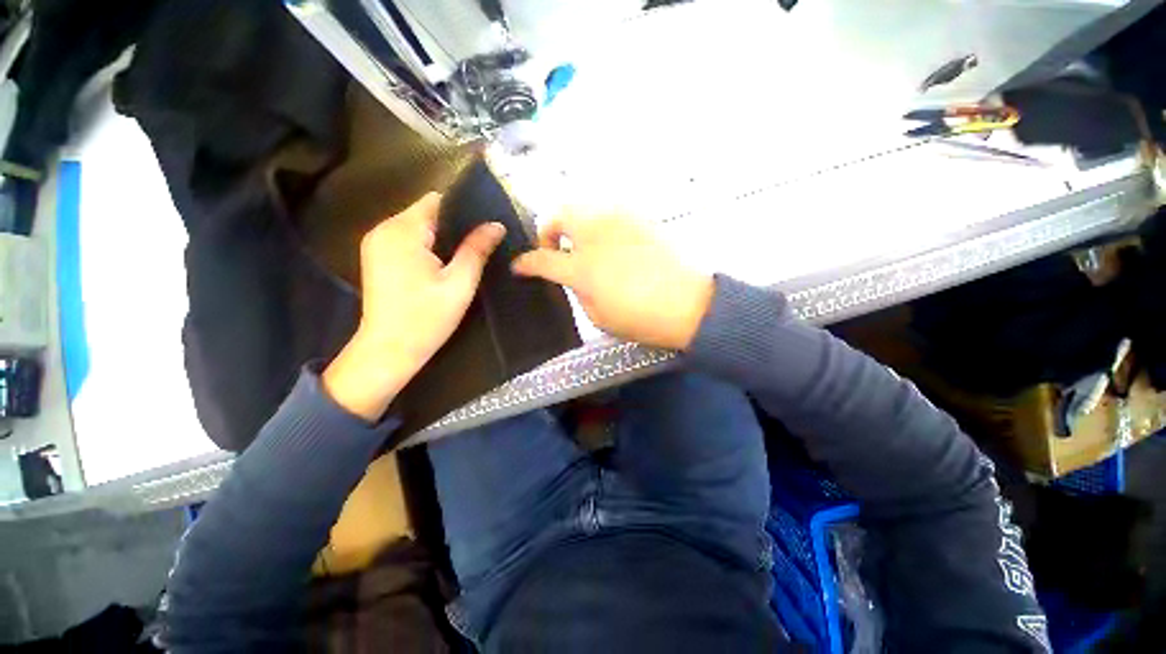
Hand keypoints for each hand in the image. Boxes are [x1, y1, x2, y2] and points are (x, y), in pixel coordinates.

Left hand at [324, 193, 505, 420]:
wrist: (389, 351)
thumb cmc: (427, 318)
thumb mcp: (460, 283)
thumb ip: (477, 249)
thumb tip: (496, 225)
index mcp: (402, 231)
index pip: (437, 201)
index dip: (463, 211)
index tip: (484, 229)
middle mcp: (383, 229)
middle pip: (427, 212)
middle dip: (453, 227)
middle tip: (478, 249)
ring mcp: (376, 242)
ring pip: (418, 226)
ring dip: (441, 238)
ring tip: (463, 259)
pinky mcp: (376, 257)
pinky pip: (407, 239)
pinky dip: (427, 247)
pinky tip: (441, 268)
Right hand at [511, 211, 712, 349]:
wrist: (689, 304)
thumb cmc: (641, 319)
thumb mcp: (599, 316)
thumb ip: (578, 291)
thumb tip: (573, 277)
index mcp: (582, 268)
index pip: (542, 259)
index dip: (526, 263)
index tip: (520, 266)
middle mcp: (595, 236)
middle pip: (558, 216)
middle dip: (548, 231)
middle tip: (555, 249)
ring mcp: (618, 222)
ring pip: (583, 207)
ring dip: (574, 224)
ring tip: (582, 244)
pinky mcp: (639, 218)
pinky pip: (608, 211)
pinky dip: (598, 223)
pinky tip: (608, 241)